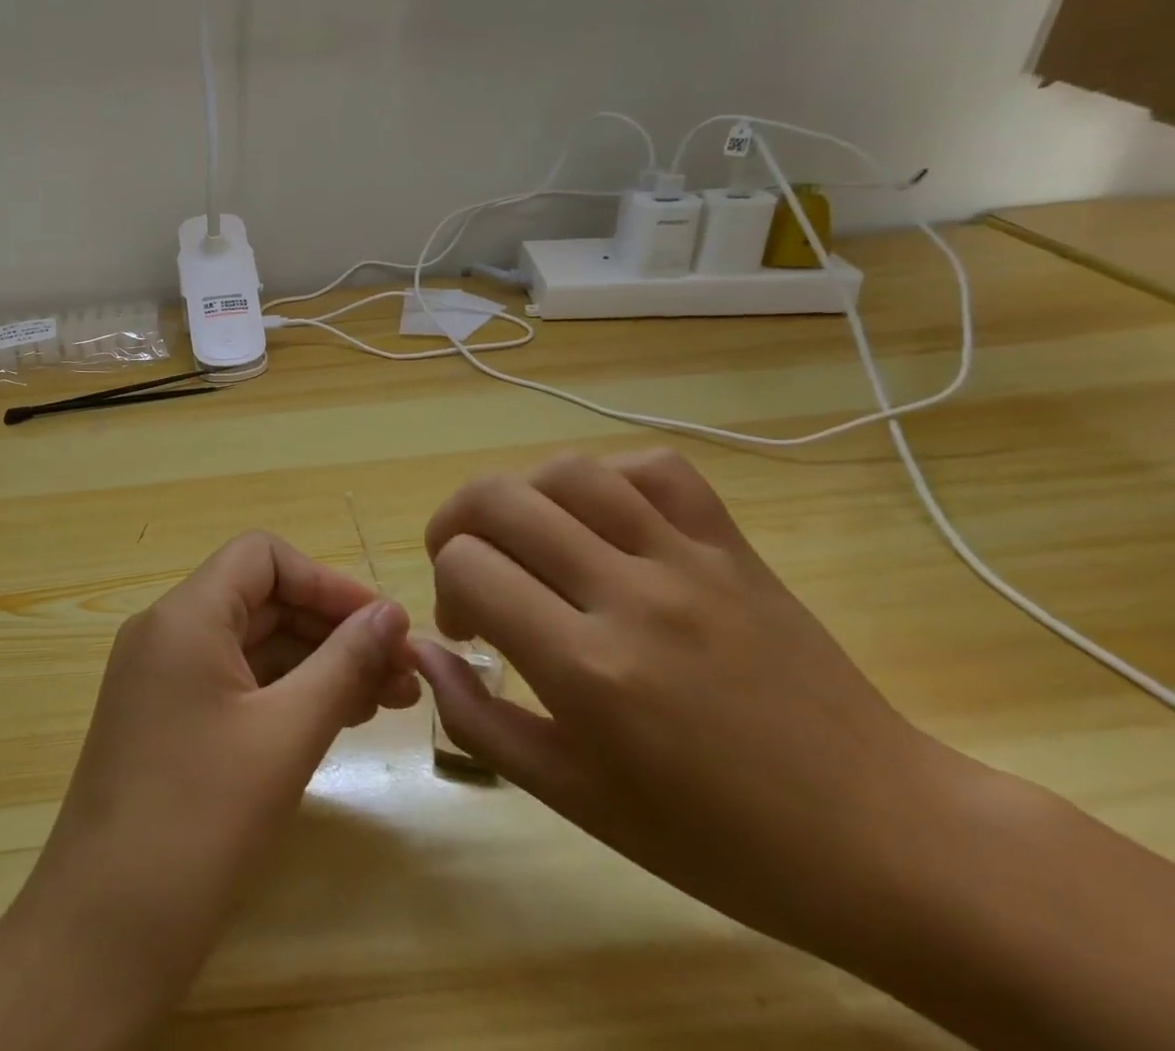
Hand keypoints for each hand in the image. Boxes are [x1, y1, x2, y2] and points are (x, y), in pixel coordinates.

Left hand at [5, 532, 416, 1038]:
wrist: (101, 937)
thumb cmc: (200, 822)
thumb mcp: (286, 736)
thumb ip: (344, 664)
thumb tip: (392, 613)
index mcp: (185, 616)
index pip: (262, 557)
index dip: (326, 582)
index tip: (382, 625)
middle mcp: (166, 632)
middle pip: (261, 600)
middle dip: (332, 628)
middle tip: (400, 673)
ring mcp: (161, 677)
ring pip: (251, 644)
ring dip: (316, 663)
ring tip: (384, 701)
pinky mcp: (164, 719)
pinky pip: (233, 682)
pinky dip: (283, 692)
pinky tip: (333, 720)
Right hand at [414, 450, 975, 965]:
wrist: (887, 841)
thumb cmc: (720, 841)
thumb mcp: (577, 801)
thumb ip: (481, 722)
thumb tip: (424, 651)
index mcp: (588, 671)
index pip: (468, 568)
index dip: (446, 587)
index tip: (467, 627)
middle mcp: (631, 597)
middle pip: (499, 499)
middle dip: (456, 523)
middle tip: (468, 564)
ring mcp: (689, 562)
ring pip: (569, 471)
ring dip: (521, 493)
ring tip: (526, 534)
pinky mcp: (734, 547)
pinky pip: (656, 469)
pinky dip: (607, 477)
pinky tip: (600, 515)